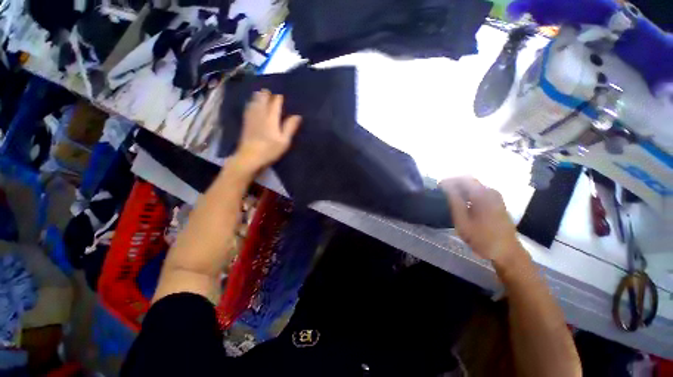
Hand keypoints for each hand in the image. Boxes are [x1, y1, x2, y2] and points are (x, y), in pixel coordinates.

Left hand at [234, 90, 301, 173]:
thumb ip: (290, 127)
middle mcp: (260, 113)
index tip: (283, 98)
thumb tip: (298, 116)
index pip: (275, 102)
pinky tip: (253, 103)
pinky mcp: (246, 121)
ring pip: (254, 99)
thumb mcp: (284, 141)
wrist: (250, 157)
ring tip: (264, 96)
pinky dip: (252, 102)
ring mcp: (251, 116)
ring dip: (259, 96)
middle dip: (268, 94)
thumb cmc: (270, 150)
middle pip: (263, 97)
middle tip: (273, 96)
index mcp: (271, 118)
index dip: (279, 98)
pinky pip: (248, 106)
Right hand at [440, 177, 524, 267]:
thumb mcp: (463, 222)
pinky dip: (468, 193)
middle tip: (441, 192)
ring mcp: (495, 197)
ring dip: (460, 188)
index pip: (462, 178)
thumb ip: (454, 202)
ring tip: (449, 197)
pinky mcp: (497, 202)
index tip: (437, 187)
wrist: (507, 252)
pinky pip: (479, 191)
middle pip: (469, 180)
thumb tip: (446, 187)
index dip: (448, 180)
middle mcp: (490, 191)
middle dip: (453, 183)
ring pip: (474, 185)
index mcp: (482, 194)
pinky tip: (462, 203)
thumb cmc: (482, 238)